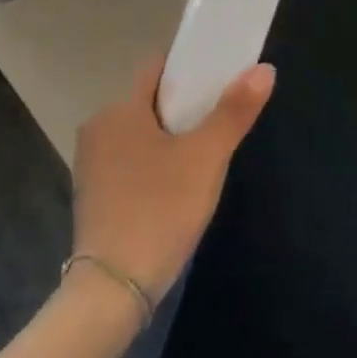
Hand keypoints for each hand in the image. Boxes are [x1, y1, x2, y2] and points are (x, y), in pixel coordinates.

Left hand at [71, 57, 274, 301]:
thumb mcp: (206, 158)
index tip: (222, 76)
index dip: (191, 68)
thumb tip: (264, 69)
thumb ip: (234, 111)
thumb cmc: (160, 210)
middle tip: (222, 119)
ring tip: (206, 152)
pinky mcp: (94, 194)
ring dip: (171, 136)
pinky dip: (155, 161)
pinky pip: (131, 160)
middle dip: (185, 106)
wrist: (113, 290)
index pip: (158, 69)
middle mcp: (98, 128)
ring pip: (142, 132)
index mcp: (119, 110)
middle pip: (151, 101)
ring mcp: (92, 163)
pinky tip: (177, 184)